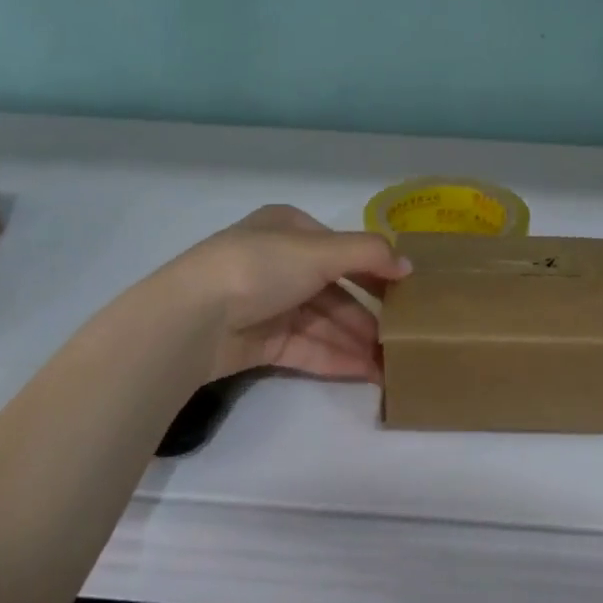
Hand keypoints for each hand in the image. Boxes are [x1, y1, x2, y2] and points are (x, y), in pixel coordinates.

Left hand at [170, 205, 409, 382]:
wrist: (193, 319)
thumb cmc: (260, 267)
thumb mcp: (320, 250)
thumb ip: (368, 254)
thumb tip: (408, 265)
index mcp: (289, 229)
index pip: (341, 248)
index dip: (374, 269)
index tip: (406, 291)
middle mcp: (280, 263)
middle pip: (334, 289)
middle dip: (368, 313)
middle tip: (402, 336)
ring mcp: (269, 304)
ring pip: (323, 322)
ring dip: (356, 340)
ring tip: (390, 363)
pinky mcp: (261, 343)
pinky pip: (307, 348)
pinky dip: (335, 358)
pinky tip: (365, 372)